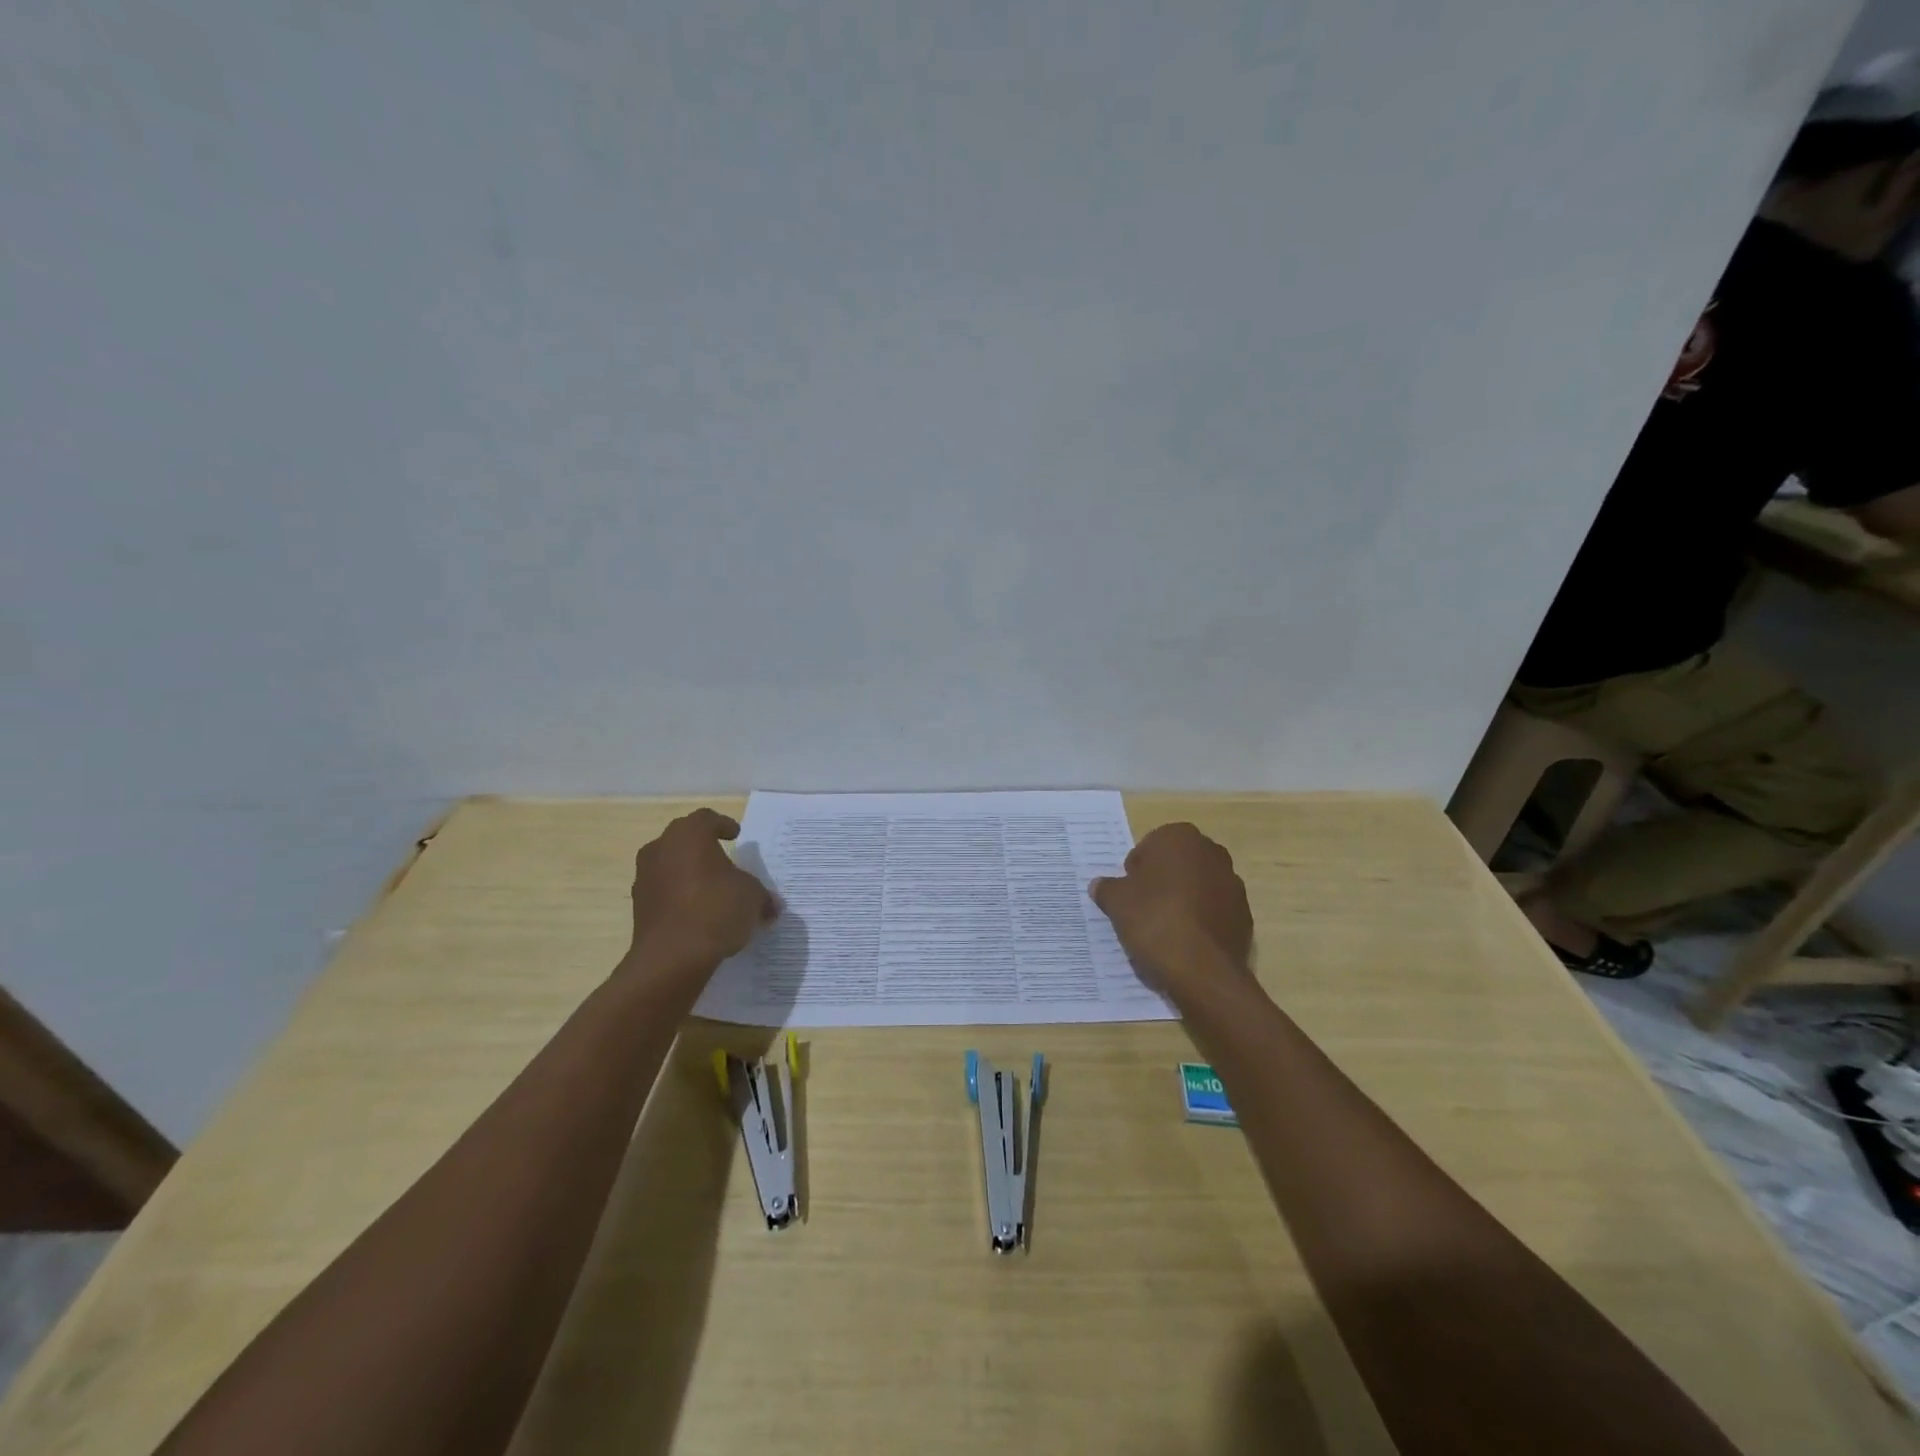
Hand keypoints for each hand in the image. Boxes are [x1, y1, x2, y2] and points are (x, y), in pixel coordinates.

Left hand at [623, 809, 777, 977]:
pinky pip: (663, 892)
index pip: (707, 819)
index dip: (723, 825)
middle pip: (684, 839)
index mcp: (689, 835)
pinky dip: (679, 896)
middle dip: (703, 848)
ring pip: (670, 865)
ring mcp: (645, 878)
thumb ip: (762, 896)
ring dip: (688, 873)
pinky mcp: (638, 906)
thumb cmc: (716, 909)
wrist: (672, 957)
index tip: (735, 835)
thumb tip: (771, 905)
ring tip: (711, 890)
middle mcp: (661, 848)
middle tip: (724, 860)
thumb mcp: (753, 898)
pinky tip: (697, 913)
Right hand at [1089, 823, 1253, 994]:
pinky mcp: (1244, 913)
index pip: (1149, 846)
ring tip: (1165, 928)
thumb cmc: (1154, 921)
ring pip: (1198, 886)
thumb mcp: (1116, 902)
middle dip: (1162, 880)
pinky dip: (1201, 919)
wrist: (1202, 970)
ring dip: (1183, 899)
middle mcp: (1212, 852)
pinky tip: (1186, 941)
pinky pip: (1214, 910)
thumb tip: (1100, 885)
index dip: (1136, 871)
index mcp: (1180, 838)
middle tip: (1144, 908)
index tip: (1129, 894)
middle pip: (1177, 864)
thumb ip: (1107, 888)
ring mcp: (1233, 883)